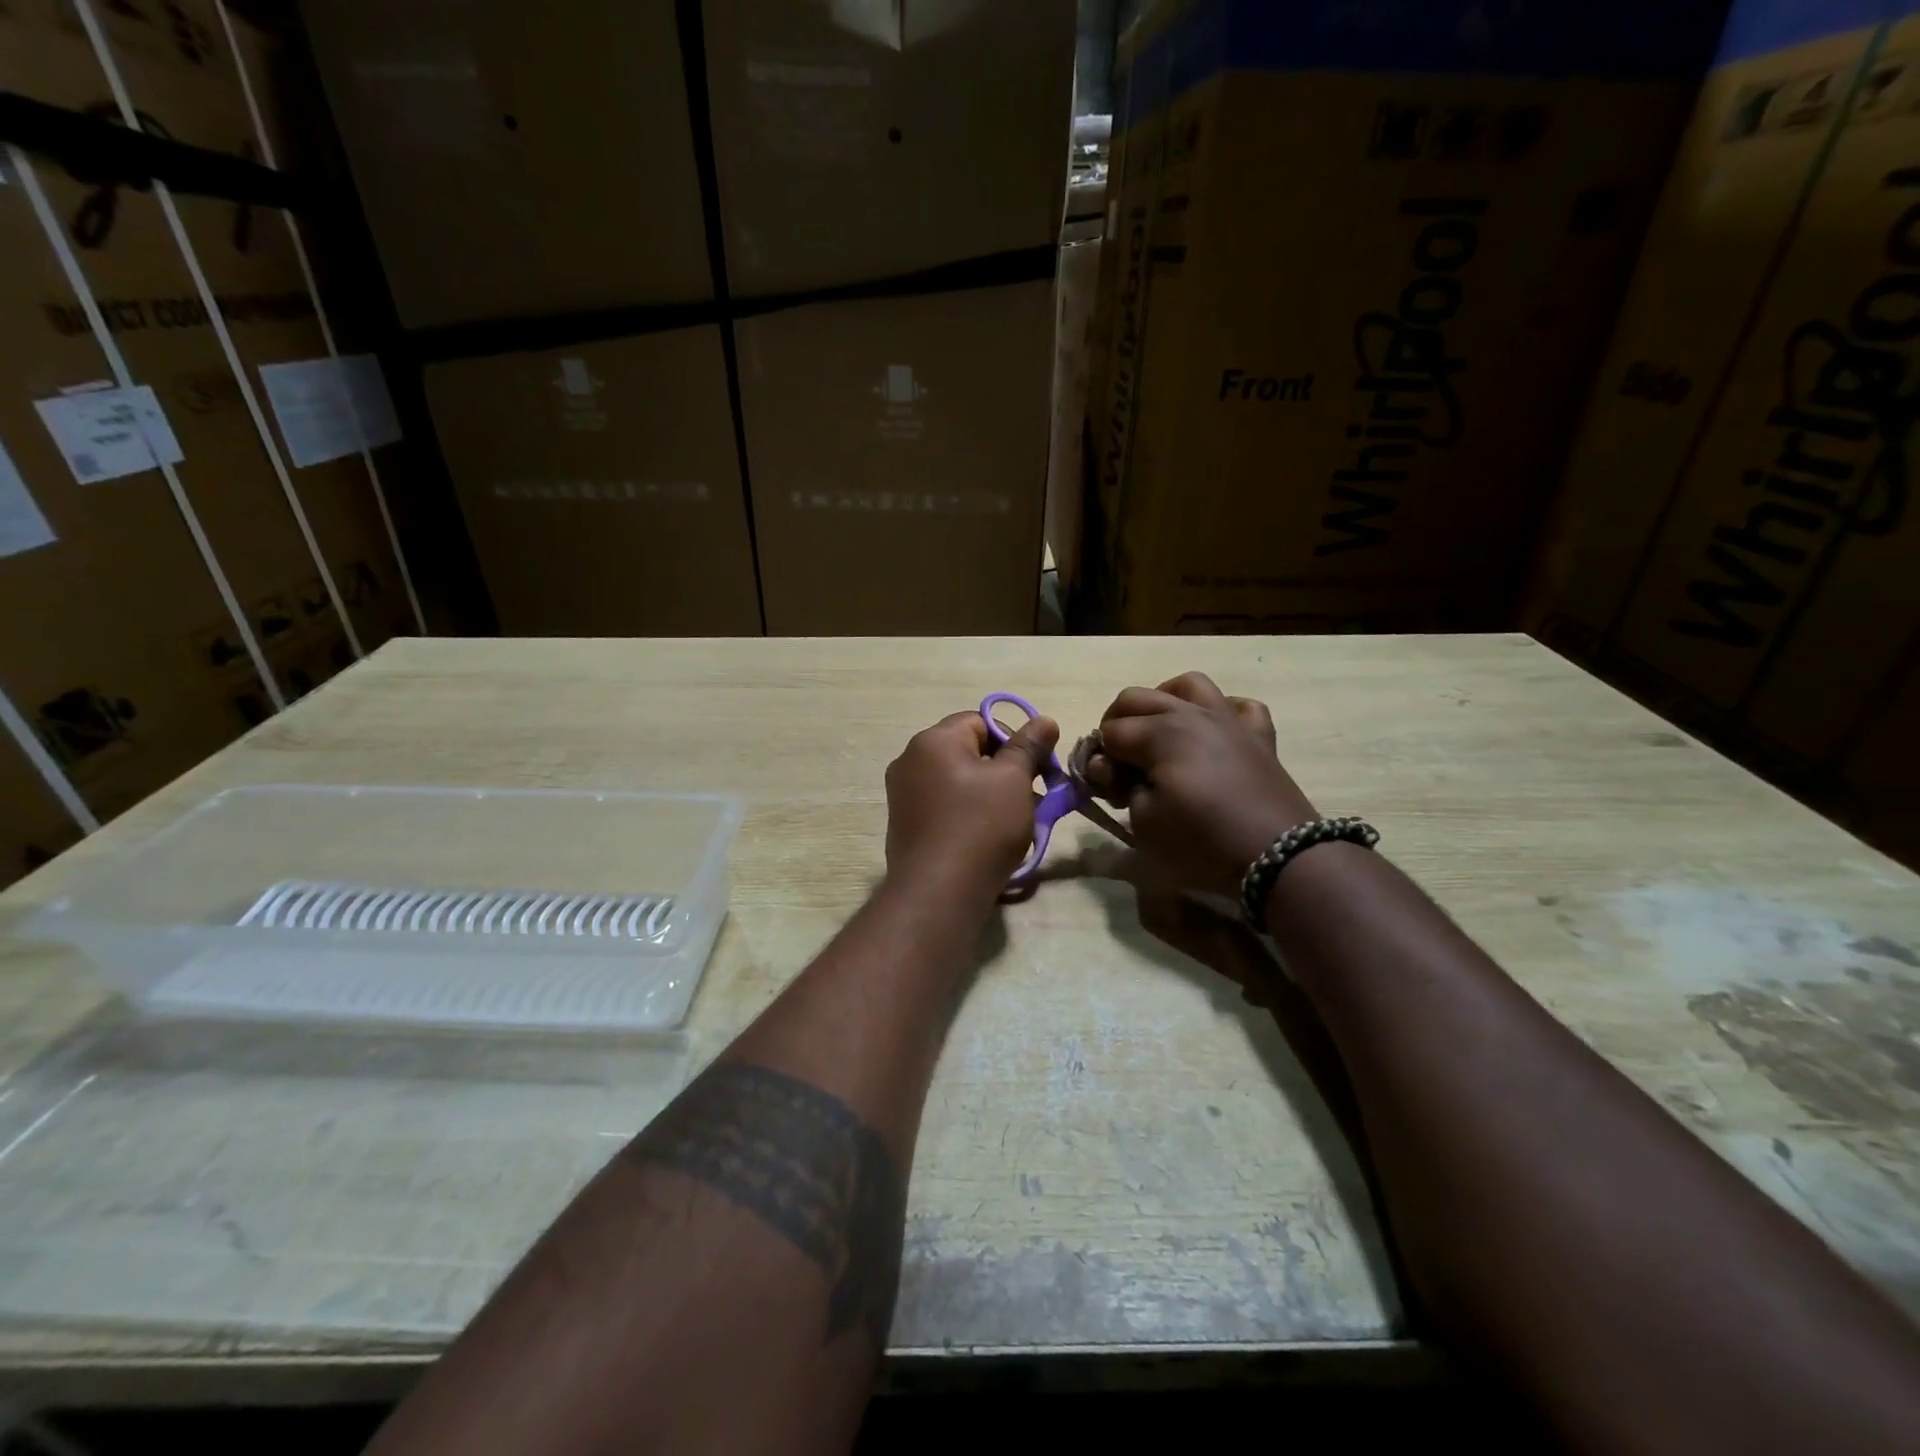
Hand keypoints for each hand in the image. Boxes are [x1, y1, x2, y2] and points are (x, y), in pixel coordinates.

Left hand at [884, 710, 1058, 901]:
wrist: (938, 892)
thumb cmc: (981, 826)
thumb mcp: (1014, 780)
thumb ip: (1029, 746)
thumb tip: (1044, 721)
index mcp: (932, 740)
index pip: (981, 721)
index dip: (1014, 740)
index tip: (1036, 769)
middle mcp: (909, 760)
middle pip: (968, 750)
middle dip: (1004, 770)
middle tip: (1032, 797)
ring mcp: (902, 794)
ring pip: (958, 780)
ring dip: (989, 793)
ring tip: (1015, 821)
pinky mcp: (904, 824)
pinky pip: (944, 805)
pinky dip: (967, 813)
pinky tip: (987, 838)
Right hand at [1083, 672, 1316, 898]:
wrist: (1278, 857)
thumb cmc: (1202, 841)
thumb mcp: (1144, 823)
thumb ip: (1119, 788)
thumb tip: (1109, 769)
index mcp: (1159, 732)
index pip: (1110, 732)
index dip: (1098, 759)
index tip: (1103, 788)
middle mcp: (1192, 714)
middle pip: (1137, 698)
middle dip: (1116, 724)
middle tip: (1117, 761)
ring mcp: (1229, 720)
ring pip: (1189, 685)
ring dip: (1164, 701)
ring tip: (1159, 730)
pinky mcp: (1260, 737)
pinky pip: (1240, 706)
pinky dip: (1222, 712)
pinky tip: (1214, 733)